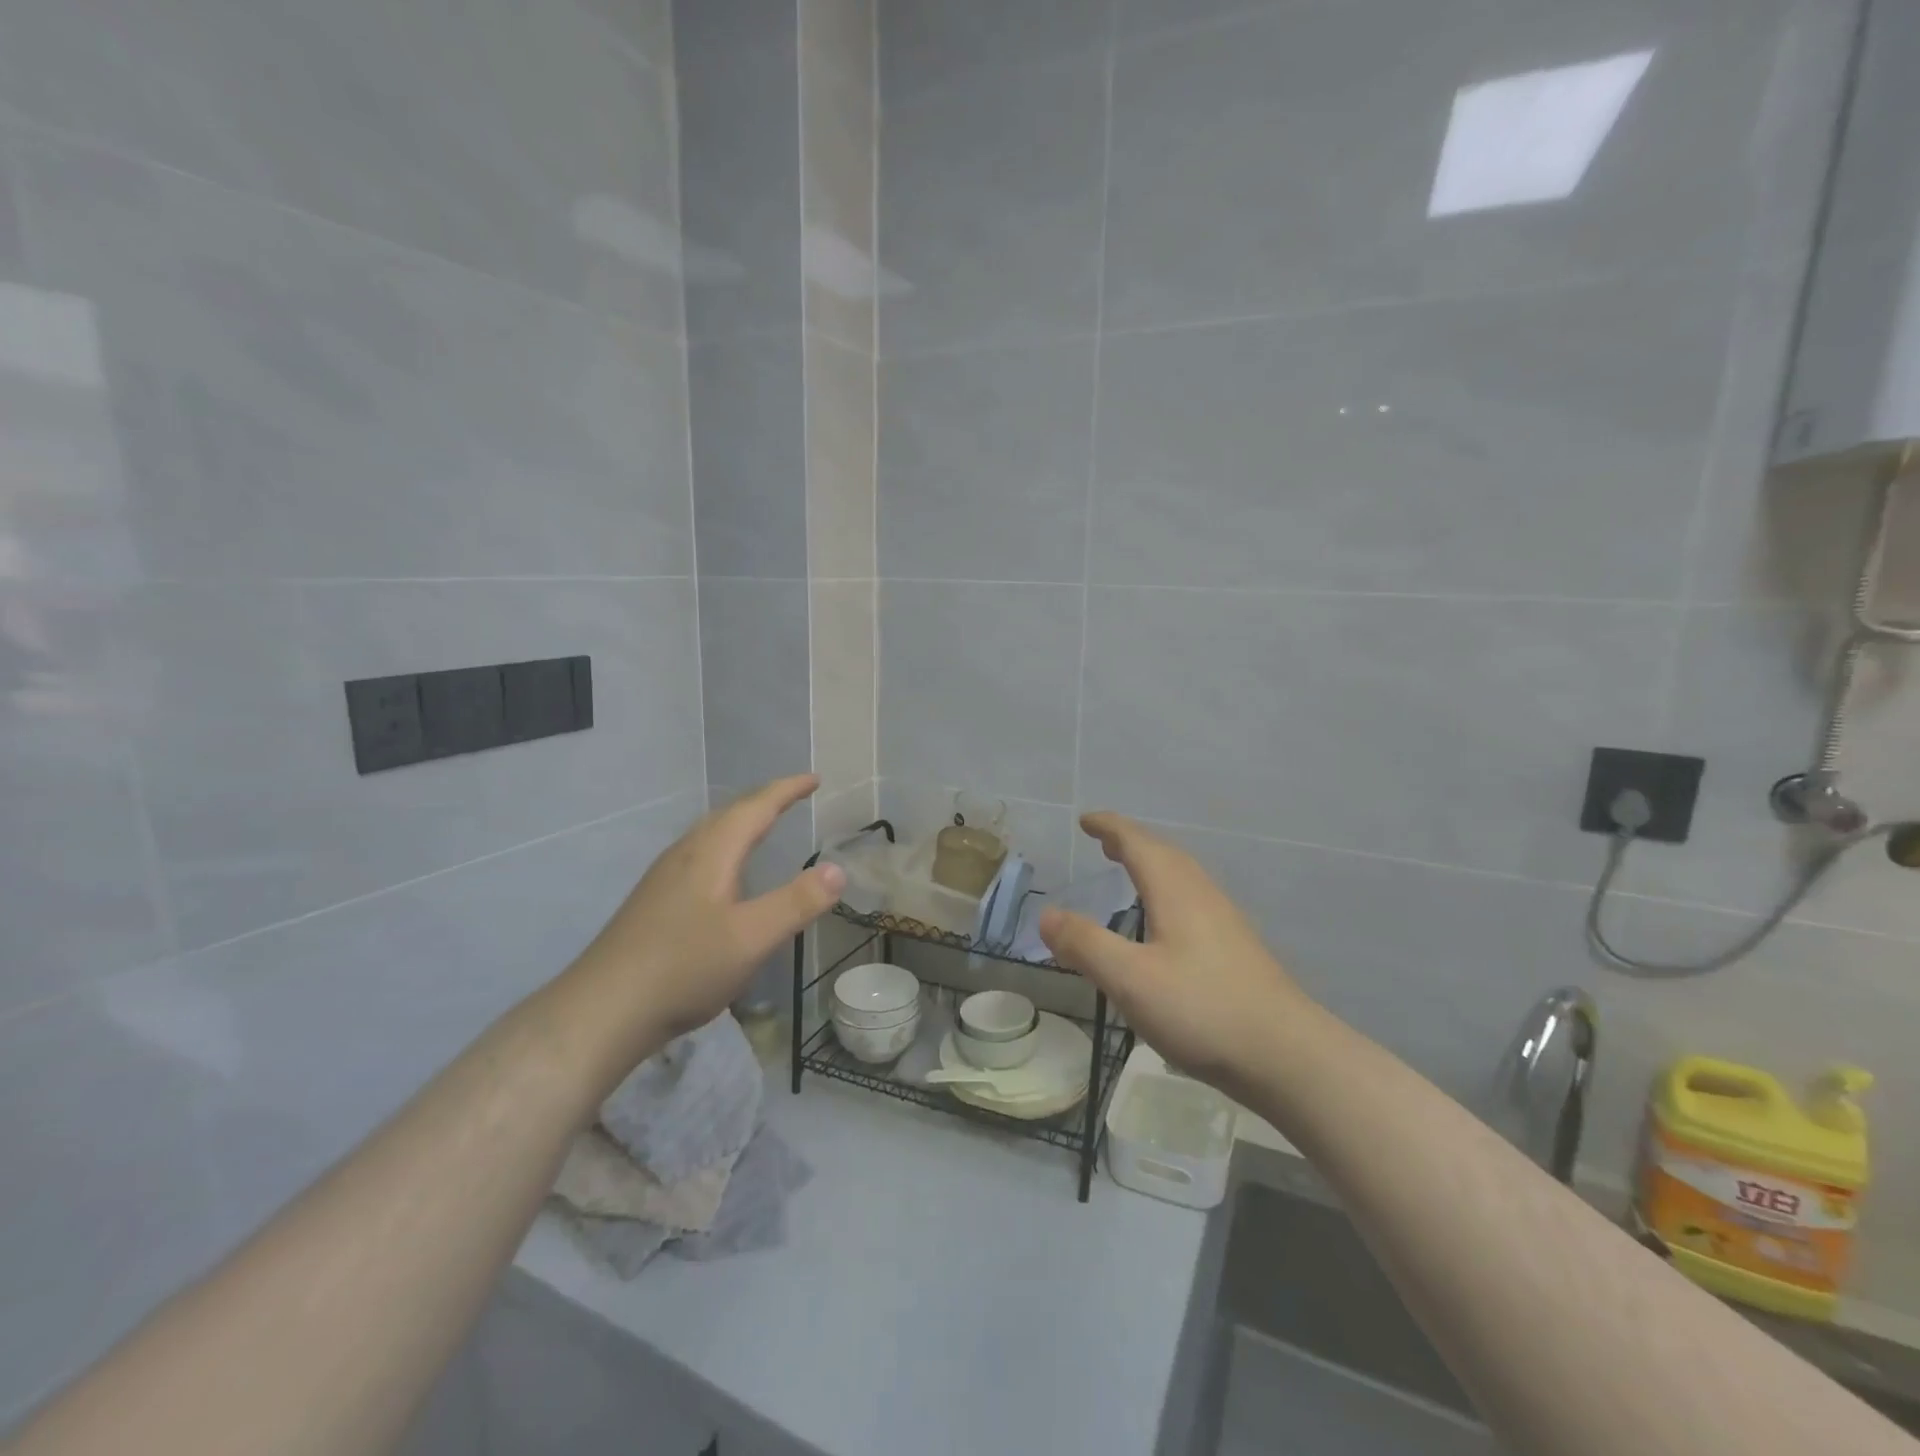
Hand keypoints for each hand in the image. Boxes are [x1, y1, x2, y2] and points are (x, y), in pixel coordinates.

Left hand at [579, 775, 844, 1045]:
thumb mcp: (752, 937)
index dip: (787, 790)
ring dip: (741, 823)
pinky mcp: (653, 902)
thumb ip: (797, 902)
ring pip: (709, 835)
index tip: (814, 779)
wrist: (603, 1011)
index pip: (756, 808)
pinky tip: (723, 877)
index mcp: (711, 853)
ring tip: (763, 826)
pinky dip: (724, 847)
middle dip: (764, 801)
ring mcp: (664, 878)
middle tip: (793, 797)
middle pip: (729, 815)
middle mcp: (685, 855)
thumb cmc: (684, 968)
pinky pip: (699, 855)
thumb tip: (838, 869)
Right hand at [1039, 812, 1309, 1099]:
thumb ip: (1085, 945)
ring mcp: (1224, 921)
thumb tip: (1046, 915)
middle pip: (1163, 854)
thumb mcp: (1130, 979)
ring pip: (1181, 876)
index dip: (1110, 827)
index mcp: (1175, 890)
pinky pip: (1191, 899)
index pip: (1137, 843)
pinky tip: (1164, 923)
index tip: (1086, 820)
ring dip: (1151, 864)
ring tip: (1129, 870)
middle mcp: (1201, 895)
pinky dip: (1166, 891)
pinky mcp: (1235, 948)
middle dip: (1130, 841)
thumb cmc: (1202, 1009)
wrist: (1287, 1056)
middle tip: (1103, 840)